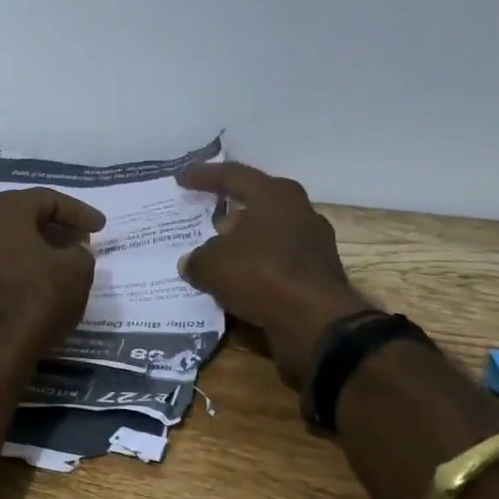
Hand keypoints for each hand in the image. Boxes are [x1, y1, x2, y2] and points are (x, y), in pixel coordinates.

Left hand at [0, 188, 105, 371]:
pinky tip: (37, 287)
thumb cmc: (35, 300)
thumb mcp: (77, 271)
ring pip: (6, 244)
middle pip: (22, 218)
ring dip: (35, 250)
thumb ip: (80, 252)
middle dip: (55, 228)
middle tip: (81, 242)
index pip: (47, 199)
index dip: (78, 212)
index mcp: (2, 210)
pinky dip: (18, 271)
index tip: (100, 228)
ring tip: (61, 265)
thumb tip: (73, 253)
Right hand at [175, 162, 374, 387]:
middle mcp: (299, 211)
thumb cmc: (262, 274)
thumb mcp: (213, 265)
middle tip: (205, 218)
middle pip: (257, 203)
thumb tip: (191, 262)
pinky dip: (256, 269)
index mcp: (275, 195)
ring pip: (268, 235)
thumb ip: (197, 259)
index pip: (233, 175)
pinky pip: (276, 263)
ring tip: (216, 255)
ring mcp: (313, 244)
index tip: (181, 179)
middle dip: (229, 211)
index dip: (204, 176)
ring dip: (243, 243)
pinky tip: (236, 282)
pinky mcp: (317, 274)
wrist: (316, 323)